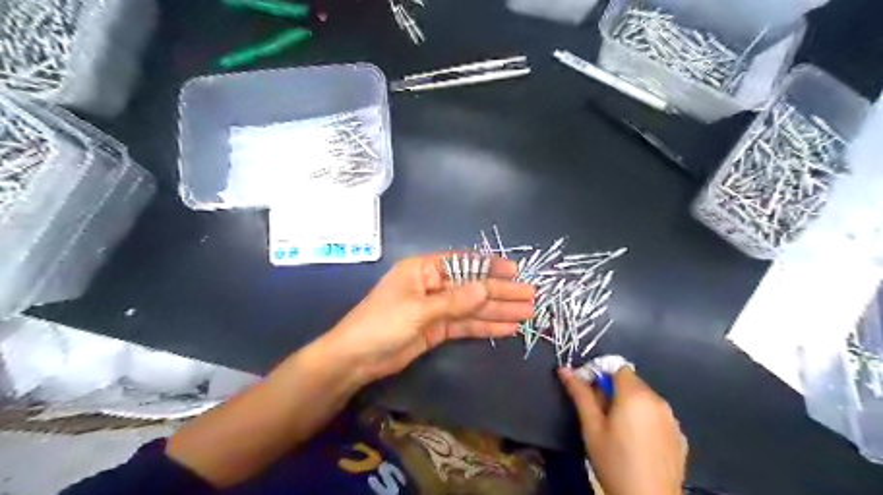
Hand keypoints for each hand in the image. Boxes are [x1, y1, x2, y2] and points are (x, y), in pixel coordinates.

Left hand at [323, 254, 530, 385]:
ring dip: (498, 310)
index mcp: (424, 270)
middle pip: (472, 286)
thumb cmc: (382, 324)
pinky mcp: (438, 329)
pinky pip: (465, 325)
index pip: (463, 263)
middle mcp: (433, 285)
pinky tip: (507, 327)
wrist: (356, 359)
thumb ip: (455, 301)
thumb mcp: (419, 309)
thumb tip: (487, 288)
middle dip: (501, 291)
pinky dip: (485, 326)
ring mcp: (436, 309)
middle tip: (530, 297)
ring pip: (472, 307)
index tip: (515, 271)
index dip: (490, 266)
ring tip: (527, 313)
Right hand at [558, 368, 688, 494]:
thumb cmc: (614, 462)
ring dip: (629, 405)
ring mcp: (672, 419)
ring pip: (645, 399)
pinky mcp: (680, 437)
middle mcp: (658, 400)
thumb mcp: (591, 427)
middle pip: (631, 382)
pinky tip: (637, 443)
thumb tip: (565, 369)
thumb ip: (580, 394)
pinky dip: (645, 420)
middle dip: (613, 391)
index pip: (617, 367)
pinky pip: (657, 417)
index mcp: (635, 395)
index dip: (600, 374)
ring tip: (618, 431)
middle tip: (599, 415)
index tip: (589, 393)